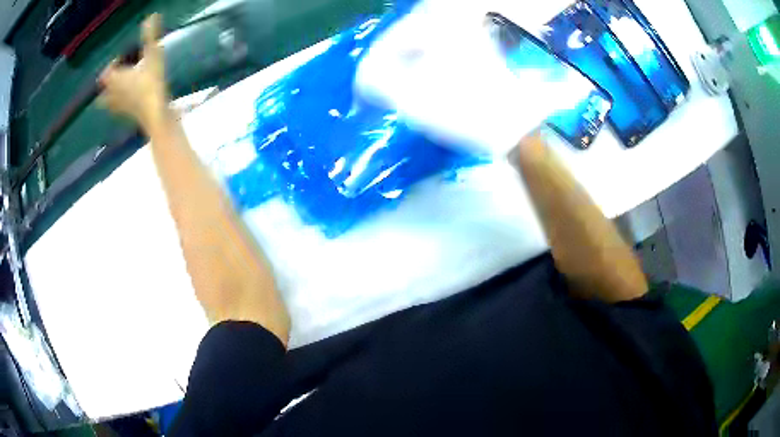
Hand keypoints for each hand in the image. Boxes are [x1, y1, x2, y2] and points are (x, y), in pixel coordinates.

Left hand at [99, 14, 167, 129]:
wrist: (155, 113)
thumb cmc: (151, 83)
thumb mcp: (153, 55)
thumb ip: (150, 36)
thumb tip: (152, 16)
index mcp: (115, 79)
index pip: (106, 72)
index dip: (112, 65)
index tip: (122, 59)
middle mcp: (112, 93)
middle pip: (103, 90)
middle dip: (108, 83)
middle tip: (119, 76)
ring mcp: (118, 107)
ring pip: (108, 102)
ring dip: (111, 95)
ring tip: (122, 89)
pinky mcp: (126, 116)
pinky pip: (117, 111)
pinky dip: (119, 106)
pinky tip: (129, 101)